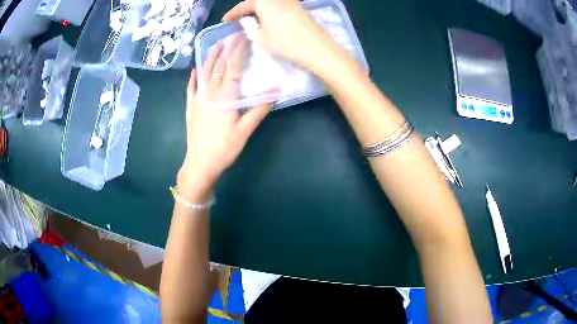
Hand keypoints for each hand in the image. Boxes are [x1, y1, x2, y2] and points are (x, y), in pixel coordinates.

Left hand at [178, 35, 270, 201]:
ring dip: (210, 58)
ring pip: (204, 73)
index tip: (244, 38)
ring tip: (215, 44)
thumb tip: (277, 92)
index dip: (239, 52)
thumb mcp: (244, 131)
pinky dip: (193, 77)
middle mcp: (210, 93)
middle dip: (226, 49)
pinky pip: (191, 88)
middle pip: (219, 67)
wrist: (200, 164)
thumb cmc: (224, 149)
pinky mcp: (190, 107)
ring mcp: (198, 99)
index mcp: (225, 97)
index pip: (234, 68)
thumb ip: (258, 110)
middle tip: (232, 36)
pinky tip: (195, 70)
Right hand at [222, 0, 348, 75]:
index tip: (225, 20)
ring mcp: (291, 1)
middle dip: (247, 9)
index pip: (244, 5)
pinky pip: (280, 5)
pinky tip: (269, 20)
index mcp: (264, 1)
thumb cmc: (285, 42)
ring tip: (253, 20)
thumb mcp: (261, 37)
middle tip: (240, 19)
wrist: (317, 48)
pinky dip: (271, 10)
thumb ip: (251, 28)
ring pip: (269, 3)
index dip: (233, 13)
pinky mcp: (300, 8)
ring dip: (260, 9)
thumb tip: (250, 22)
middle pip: (258, 1)